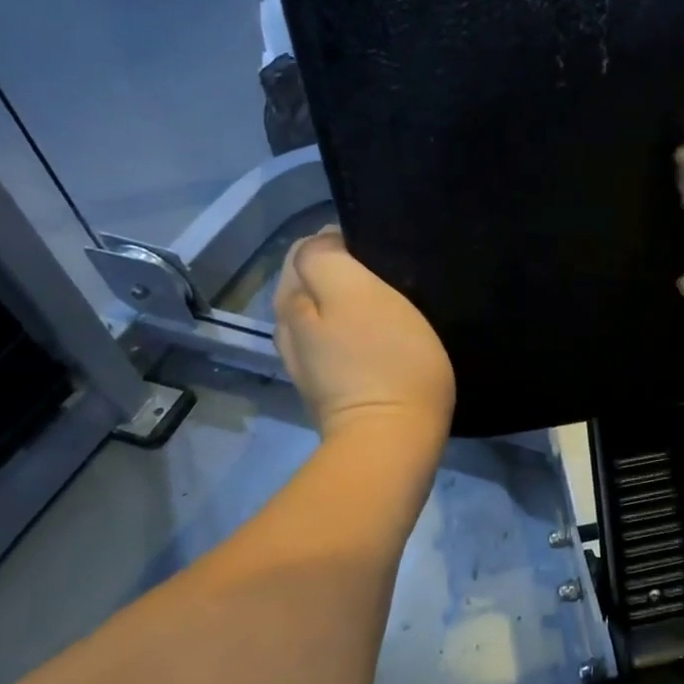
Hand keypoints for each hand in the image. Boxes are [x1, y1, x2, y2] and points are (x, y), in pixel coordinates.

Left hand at [273, 228, 455, 441]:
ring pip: (327, 313)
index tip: (385, 255)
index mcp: (291, 300)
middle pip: (314, 281)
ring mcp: (309, 363)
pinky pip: (341, 343)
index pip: (309, 247)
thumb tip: (326, 242)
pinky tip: (385, 341)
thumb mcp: (358, 293)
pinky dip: (359, 334)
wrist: (394, 441)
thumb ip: (329, 257)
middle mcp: (289, 329)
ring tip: (392, 308)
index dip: (346, 241)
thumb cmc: (385, 361)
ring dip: (354, 304)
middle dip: (347, 272)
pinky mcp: (333, 388)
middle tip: (392, 281)